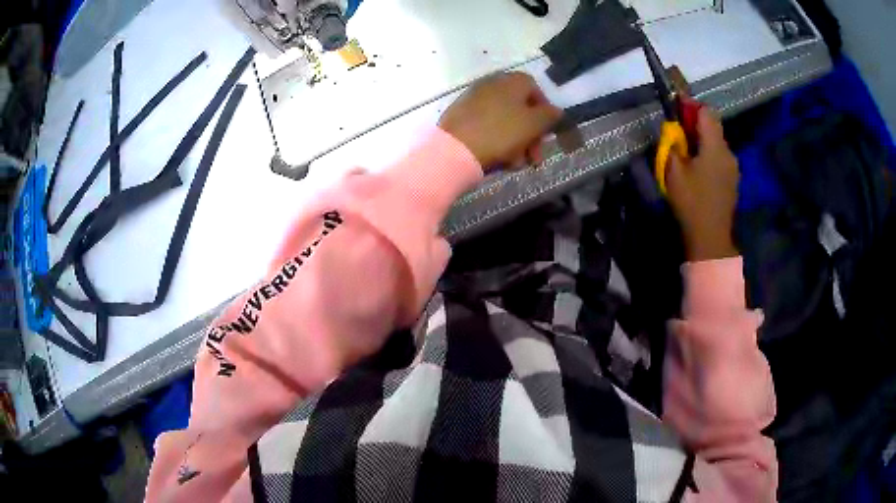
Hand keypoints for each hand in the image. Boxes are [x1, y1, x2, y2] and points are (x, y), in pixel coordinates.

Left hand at [439, 72, 562, 171]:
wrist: (456, 148)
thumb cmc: (501, 132)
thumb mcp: (534, 124)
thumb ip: (549, 115)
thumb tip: (555, 110)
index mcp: (512, 81)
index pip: (536, 90)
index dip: (545, 112)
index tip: (547, 133)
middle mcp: (492, 83)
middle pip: (520, 107)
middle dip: (531, 134)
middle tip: (534, 157)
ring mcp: (474, 98)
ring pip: (504, 120)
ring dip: (516, 142)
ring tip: (516, 163)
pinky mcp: (461, 114)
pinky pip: (487, 125)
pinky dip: (496, 140)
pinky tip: (499, 159)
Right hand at [666, 107, 739, 261]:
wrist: (710, 237)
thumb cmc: (691, 202)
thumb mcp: (673, 171)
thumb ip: (673, 145)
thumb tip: (674, 132)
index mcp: (715, 146)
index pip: (706, 112)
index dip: (691, 106)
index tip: (677, 106)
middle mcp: (728, 152)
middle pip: (713, 127)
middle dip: (696, 123)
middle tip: (679, 131)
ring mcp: (733, 168)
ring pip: (717, 143)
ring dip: (703, 140)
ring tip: (687, 151)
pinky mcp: (733, 180)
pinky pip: (720, 158)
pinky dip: (709, 154)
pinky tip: (698, 168)